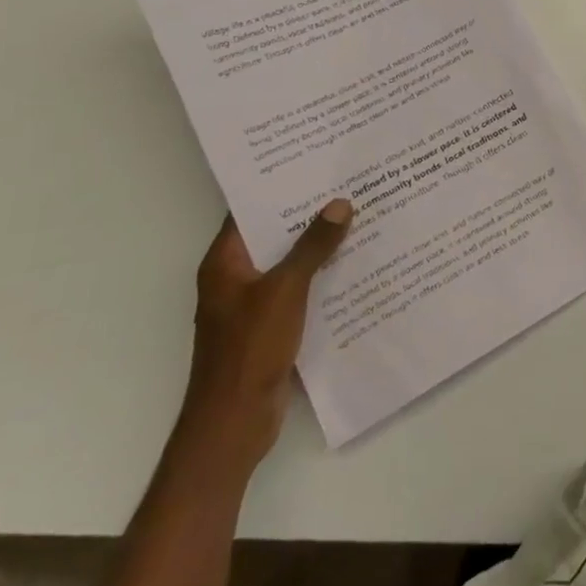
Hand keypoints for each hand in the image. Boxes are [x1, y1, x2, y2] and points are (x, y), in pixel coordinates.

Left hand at [175, 199, 351, 474]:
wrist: (234, 422)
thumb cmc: (250, 348)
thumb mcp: (286, 289)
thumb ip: (313, 247)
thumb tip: (339, 203)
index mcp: (225, 263)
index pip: (249, 211)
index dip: (279, 186)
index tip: (315, 163)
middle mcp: (235, 278)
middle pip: (273, 235)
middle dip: (308, 213)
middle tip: (348, 183)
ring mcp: (252, 304)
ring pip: (290, 262)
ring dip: (319, 245)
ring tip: (360, 216)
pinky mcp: (270, 326)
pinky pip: (299, 289)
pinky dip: (321, 275)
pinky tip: (355, 264)